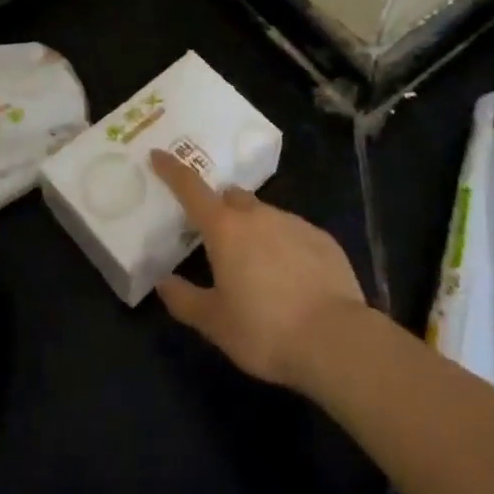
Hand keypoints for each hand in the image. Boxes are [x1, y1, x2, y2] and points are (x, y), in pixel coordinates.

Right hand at [148, 149, 367, 390]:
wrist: (335, 339)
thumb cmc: (264, 330)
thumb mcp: (215, 323)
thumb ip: (184, 300)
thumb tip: (163, 282)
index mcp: (225, 228)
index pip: (191, 188)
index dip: (171, 170)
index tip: (158, 154)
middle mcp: (257, 215)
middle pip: (231, 197)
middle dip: (219, 208)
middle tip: (215, 237)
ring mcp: (293, 222)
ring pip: (264, 215)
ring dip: (253, 230)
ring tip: (256, 268)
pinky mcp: (321, 238)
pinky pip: (293, 232)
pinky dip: (283, 246)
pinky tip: (291, 278)